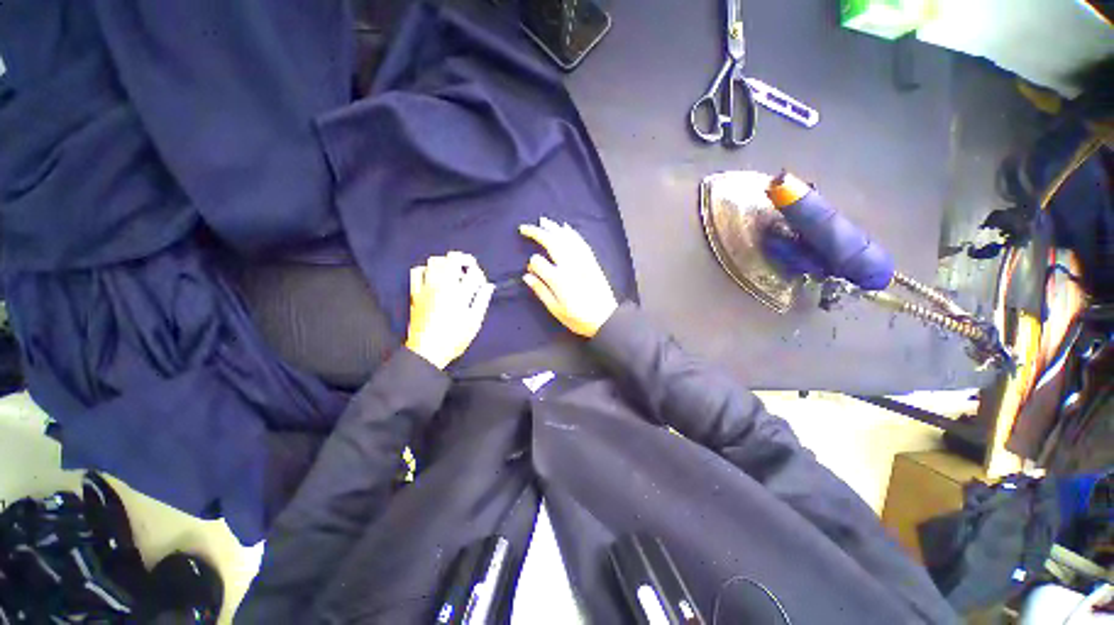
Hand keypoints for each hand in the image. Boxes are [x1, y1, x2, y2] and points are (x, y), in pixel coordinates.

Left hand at [404, 252, 494, 368]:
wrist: (427, 351)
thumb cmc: (454, 338)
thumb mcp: (474, 322)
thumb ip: (482, 301)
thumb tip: (488, 286)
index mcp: (460, 294)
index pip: (473, 272)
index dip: (480, 274)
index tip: (481, 283)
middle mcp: (443, 286)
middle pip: (452, 259)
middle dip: (465, 259)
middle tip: (469, 268)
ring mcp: (426, 288)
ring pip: (434, 261)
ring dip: (446, 263)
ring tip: (452, 272)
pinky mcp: (415, 293)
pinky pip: (417, 271)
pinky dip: (426, 270)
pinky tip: (433, 277)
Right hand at [519, 217, 617, 337]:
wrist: (606, 319)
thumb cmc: (578, 318)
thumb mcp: (555, 310)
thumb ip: (541, 291)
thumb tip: (527, 275)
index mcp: (558, 280)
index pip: (538, 262)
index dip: (532, 263)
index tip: (531, 268)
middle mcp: (570, 266)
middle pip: (551, 243)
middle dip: (537, 233)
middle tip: (525, 228)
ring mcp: (582, 261)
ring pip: (566, 239)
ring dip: (553, 228)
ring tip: (542, 221)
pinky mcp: (592, 261)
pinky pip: (580, 243)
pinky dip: (572, 233)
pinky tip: (565, 228)